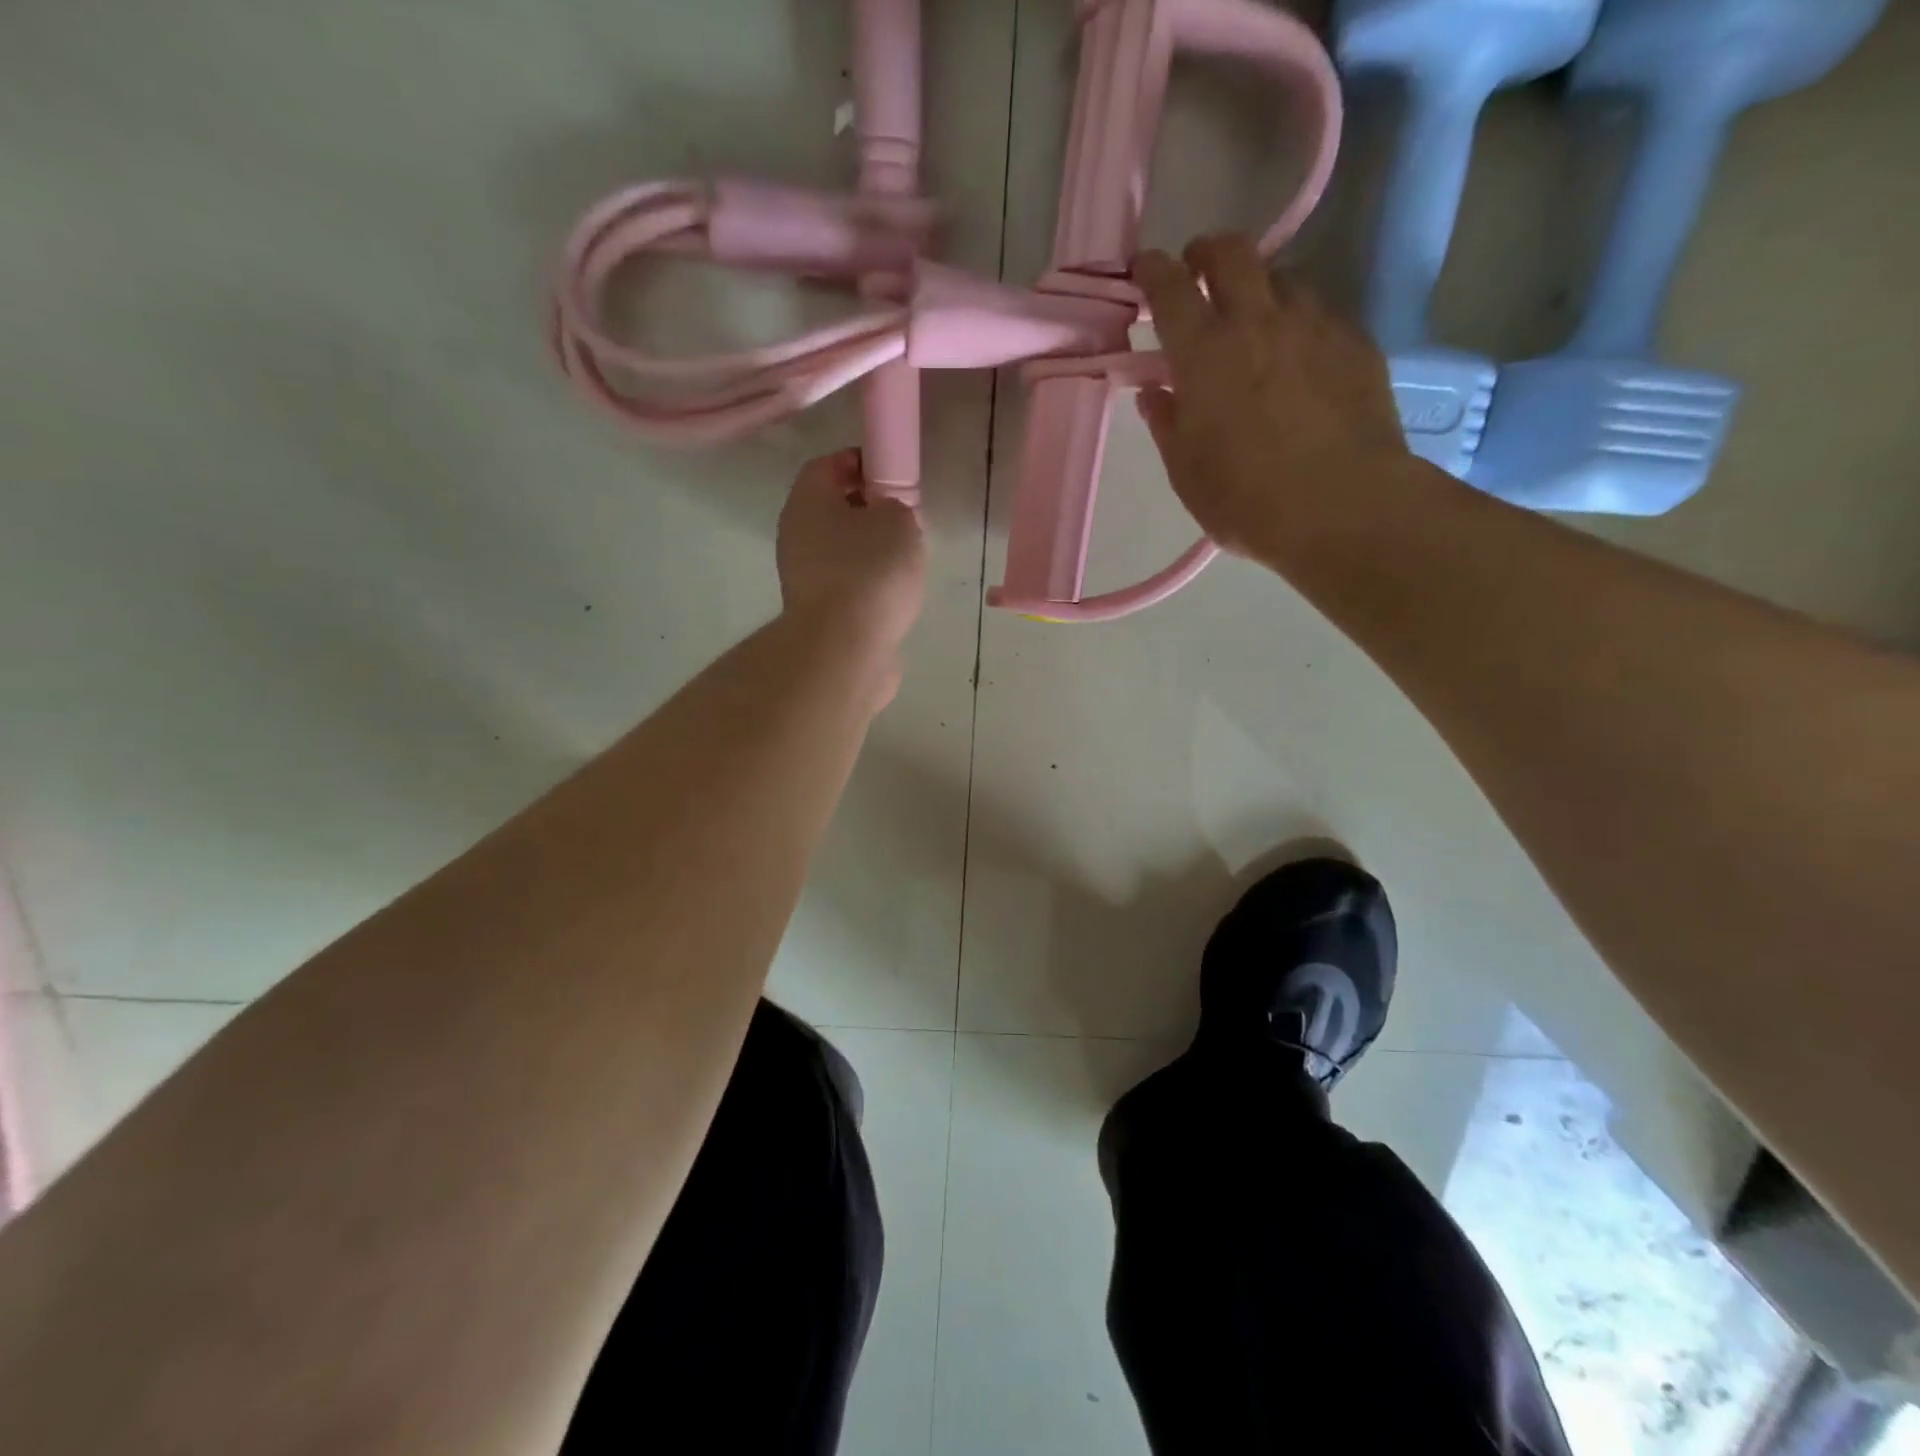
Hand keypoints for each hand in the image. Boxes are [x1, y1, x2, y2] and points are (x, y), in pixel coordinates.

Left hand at [777, 449, 926, 647]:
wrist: (844, 648)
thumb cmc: (870, 570)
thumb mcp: (898, 520)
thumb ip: (896, 506)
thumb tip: (887, 516)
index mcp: (807, 500)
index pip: (827, 465)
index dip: (860, 462)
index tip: (892, 473)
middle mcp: (795, 535)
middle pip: (831, 509)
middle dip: (867, 510)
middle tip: (903, 518)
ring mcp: (802, 577)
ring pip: (838, 549)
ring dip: (868, 550)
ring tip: (905, 561)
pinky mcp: (817, 613)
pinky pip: (845, 584)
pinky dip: (867, 584)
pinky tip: (894, 595)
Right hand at [1134, 235, 1411, 561]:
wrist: (1343, 507)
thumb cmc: (1247, 500)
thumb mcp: (1186, 472)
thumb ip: (1167, 423)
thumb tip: (1154, 391)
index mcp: (1204, 354)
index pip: (1171, 289)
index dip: (1153, 271)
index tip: (1145, 268)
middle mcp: (1258, 321)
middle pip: (1232, 253)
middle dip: (1208, 252)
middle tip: (1198, 269)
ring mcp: (1313, 324)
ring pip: (1281, 277)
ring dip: (1258, 285)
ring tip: (1253, 316)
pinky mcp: (1355, 341)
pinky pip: (1319, 311)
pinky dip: (1298, 319)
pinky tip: (1298, 352)